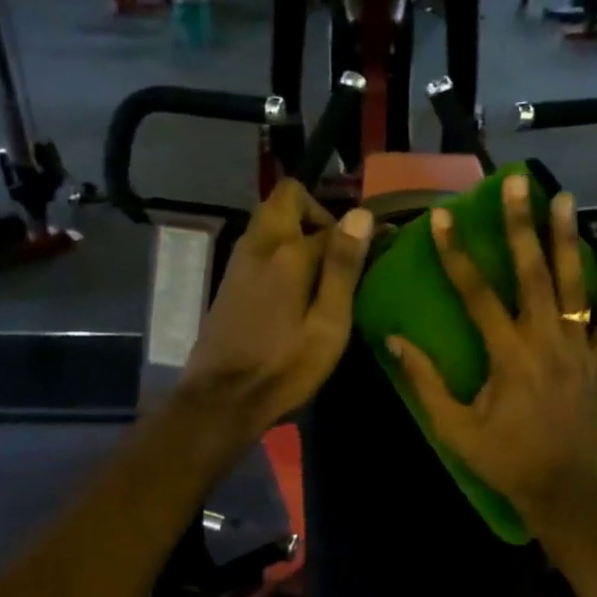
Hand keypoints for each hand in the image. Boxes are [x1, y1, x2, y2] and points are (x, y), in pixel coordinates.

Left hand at [179, 180, 372, 443]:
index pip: (330, 222)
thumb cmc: (285, 368)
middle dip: (315, 213)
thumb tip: (360, 214)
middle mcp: (258, 245)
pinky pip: (258, 245)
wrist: (222, 398)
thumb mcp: (328, 325)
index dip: (355, 233)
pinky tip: (292, 290)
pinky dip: (278, 250)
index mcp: (287, 252)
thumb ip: (343, 268)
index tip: (374, 252)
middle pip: (285, 198)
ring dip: (294, 231)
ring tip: (319, 274)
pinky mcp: (229, 281)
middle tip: (336, 253)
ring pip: (268, 221)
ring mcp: (238, 261)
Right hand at [386, 174, 596, 531]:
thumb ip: (426, 382)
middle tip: (516, 184)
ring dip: (568, 240)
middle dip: (521, 227)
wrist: (563, 489)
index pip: (477, 294)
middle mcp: (546, 341)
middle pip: (532, 274)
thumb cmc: (504, 460)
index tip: (442, 218)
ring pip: (575, 286)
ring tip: (565, 198)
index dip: (456, 254)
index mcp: (508, 355)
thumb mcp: (454, 428)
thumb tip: (395, 341)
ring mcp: (580, 349)